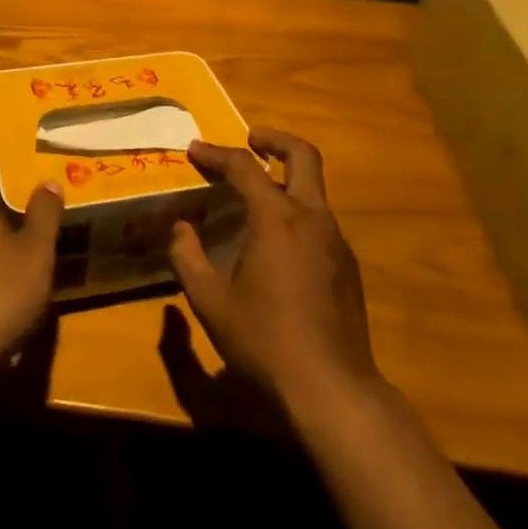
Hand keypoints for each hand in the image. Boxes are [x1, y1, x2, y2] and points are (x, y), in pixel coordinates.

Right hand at [169, 127, 376, 407]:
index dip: (216, 154)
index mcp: (278, 219)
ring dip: (286, 178)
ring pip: (314, 190)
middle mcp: (313, 219)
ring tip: (255, 194)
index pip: (244, 168)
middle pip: (303, 156)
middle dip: (274, 140)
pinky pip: (320, 221)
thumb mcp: (210, 300)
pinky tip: (277, 242)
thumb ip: (188, 257)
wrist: (331, 389)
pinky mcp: (348, 267)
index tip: (194, 150)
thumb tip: (179, 228)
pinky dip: (297, 211)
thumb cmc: (263, 340)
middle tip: (250, 139)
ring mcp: (337, 242)